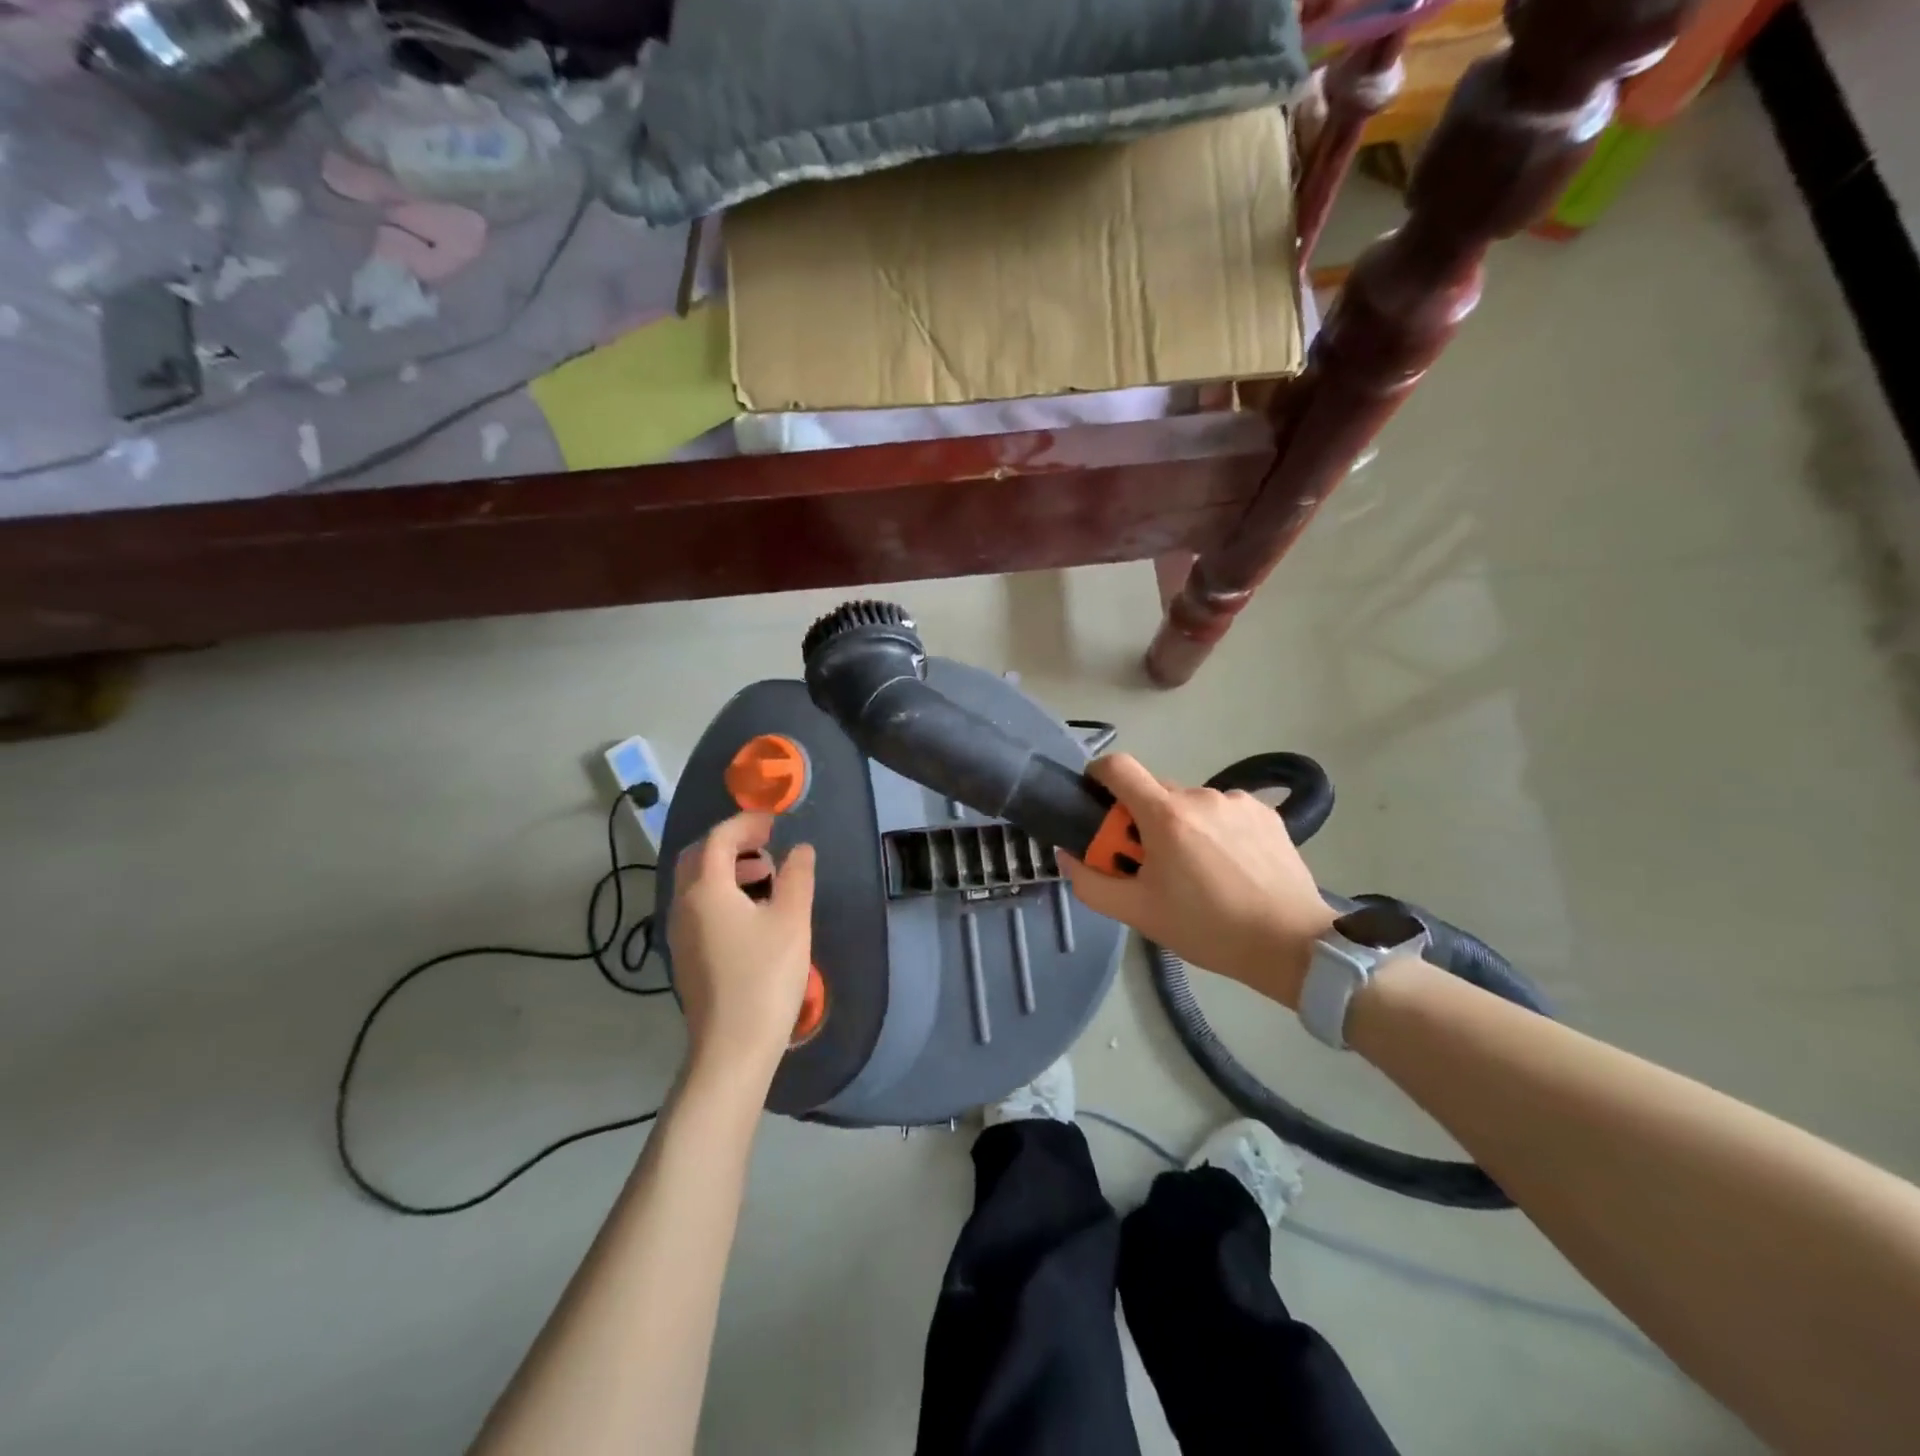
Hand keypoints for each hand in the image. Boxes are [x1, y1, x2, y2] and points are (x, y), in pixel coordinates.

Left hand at [668, 812, 816, 1085]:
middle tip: (766, 843)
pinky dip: (722, 893)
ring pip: (696, 884)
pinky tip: (751, 912)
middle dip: (731, 843)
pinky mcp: (686, 957)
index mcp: (705, 891)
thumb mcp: (791, 920)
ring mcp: (680, 934)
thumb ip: (797, 876)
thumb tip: (800, 849)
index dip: (746, 824)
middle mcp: (683, 906)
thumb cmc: (765, 977)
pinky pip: (698, 907)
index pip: (718, 839)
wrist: (732, 1048)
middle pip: (698, 858)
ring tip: (765, 876)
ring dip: (726, 868)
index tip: (775, 822)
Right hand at [1060, 754, 1335, 1008]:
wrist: (1292, 944)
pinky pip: (1223, 812)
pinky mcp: (1266, 814)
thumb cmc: (1207, 928)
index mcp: (1165, 815)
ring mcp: (1237, 801)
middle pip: (1153, 791)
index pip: (1118, 766)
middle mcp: (1200, 795)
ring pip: (1190, 804)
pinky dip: (1216, 830)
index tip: (1098, 805)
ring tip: (1199, 871)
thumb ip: (1091, 882)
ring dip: (1182, 827)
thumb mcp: (1138, 913)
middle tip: (1151, 863)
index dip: (1099, 777)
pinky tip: (1231, 867)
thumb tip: (1068, 855)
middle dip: (1142, 819)